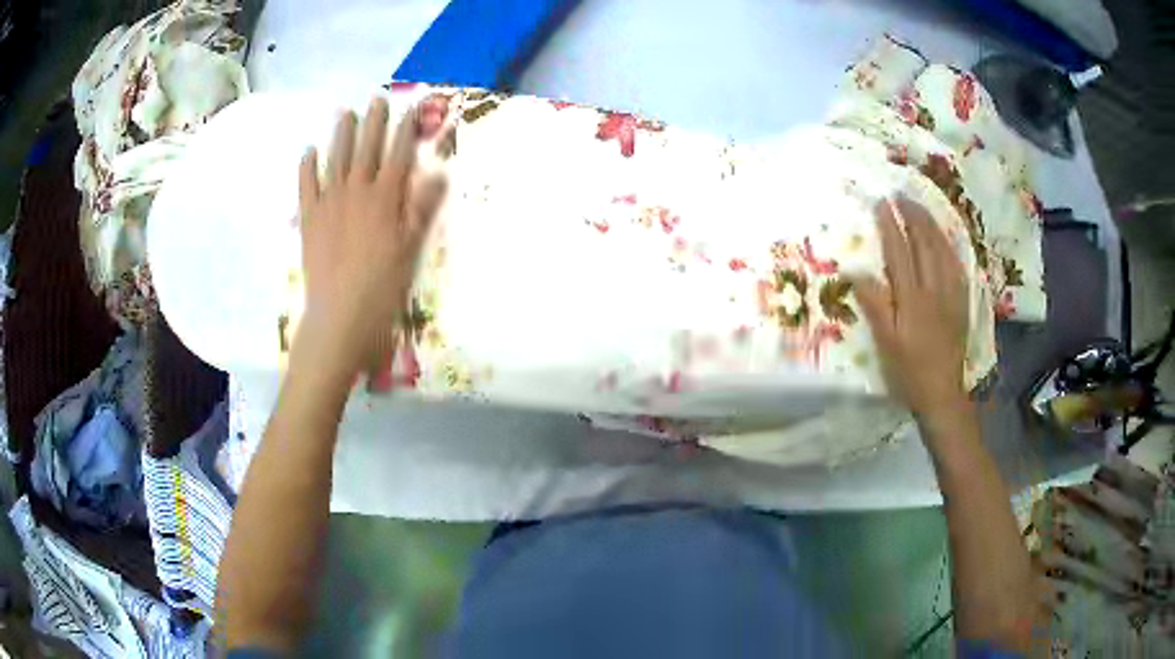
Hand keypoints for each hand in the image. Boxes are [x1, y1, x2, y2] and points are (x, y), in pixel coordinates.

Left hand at [295, 97, 445, 377]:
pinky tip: (309, 151)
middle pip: (366, 148)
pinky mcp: (309, 219)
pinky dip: (307, 166)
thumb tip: (440, 172)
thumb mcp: (411, 248)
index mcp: (385, 198)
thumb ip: (423, 207)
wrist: (340, 316)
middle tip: (376, 98)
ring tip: (344, 112)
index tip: (410, 108)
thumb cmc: (383, 286)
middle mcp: (357, 191)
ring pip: (336, 159)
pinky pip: (307, 185)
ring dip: (340, 133)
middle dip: (373, 121)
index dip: (405, 130)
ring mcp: (329, 203)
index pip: (399, 154)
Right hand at [852, 196, 969, 416]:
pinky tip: (944, 237)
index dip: (890, 225)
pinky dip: (949, 244)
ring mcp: (952, 293)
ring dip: (931, 224)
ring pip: (943, 249)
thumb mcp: (885, 343)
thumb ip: (874, 305)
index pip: (900, 251)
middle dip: (912, 215)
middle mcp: (934, 289)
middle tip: (901, 195)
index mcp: (912, 298)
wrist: (943, 394)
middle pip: (925, 242)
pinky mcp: (961, 301)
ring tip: (920, 206)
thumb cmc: (909, 371)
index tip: (881, 202)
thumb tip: (856, 272)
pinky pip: (957, 263)